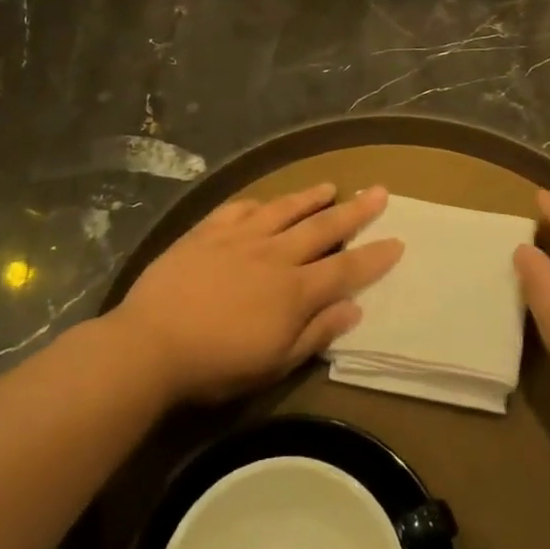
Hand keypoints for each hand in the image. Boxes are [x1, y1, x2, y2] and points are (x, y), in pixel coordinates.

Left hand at [112, 183, 402, 404]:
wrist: (152, 342)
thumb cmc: (217, 363)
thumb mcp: (274, 362)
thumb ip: (316, 332)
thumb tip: (353, 308)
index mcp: (295, 290)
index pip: (346, 269)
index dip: (374, 256)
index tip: (397, 241)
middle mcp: (275, 254)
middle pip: (323, 227)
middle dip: (355, 211)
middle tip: (379, 192)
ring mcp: (241, 237)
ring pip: (285, 209)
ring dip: (310, 197)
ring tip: (330, 186)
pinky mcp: (209, 230)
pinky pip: (240, 208)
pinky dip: (259, 202)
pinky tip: (266, 200)